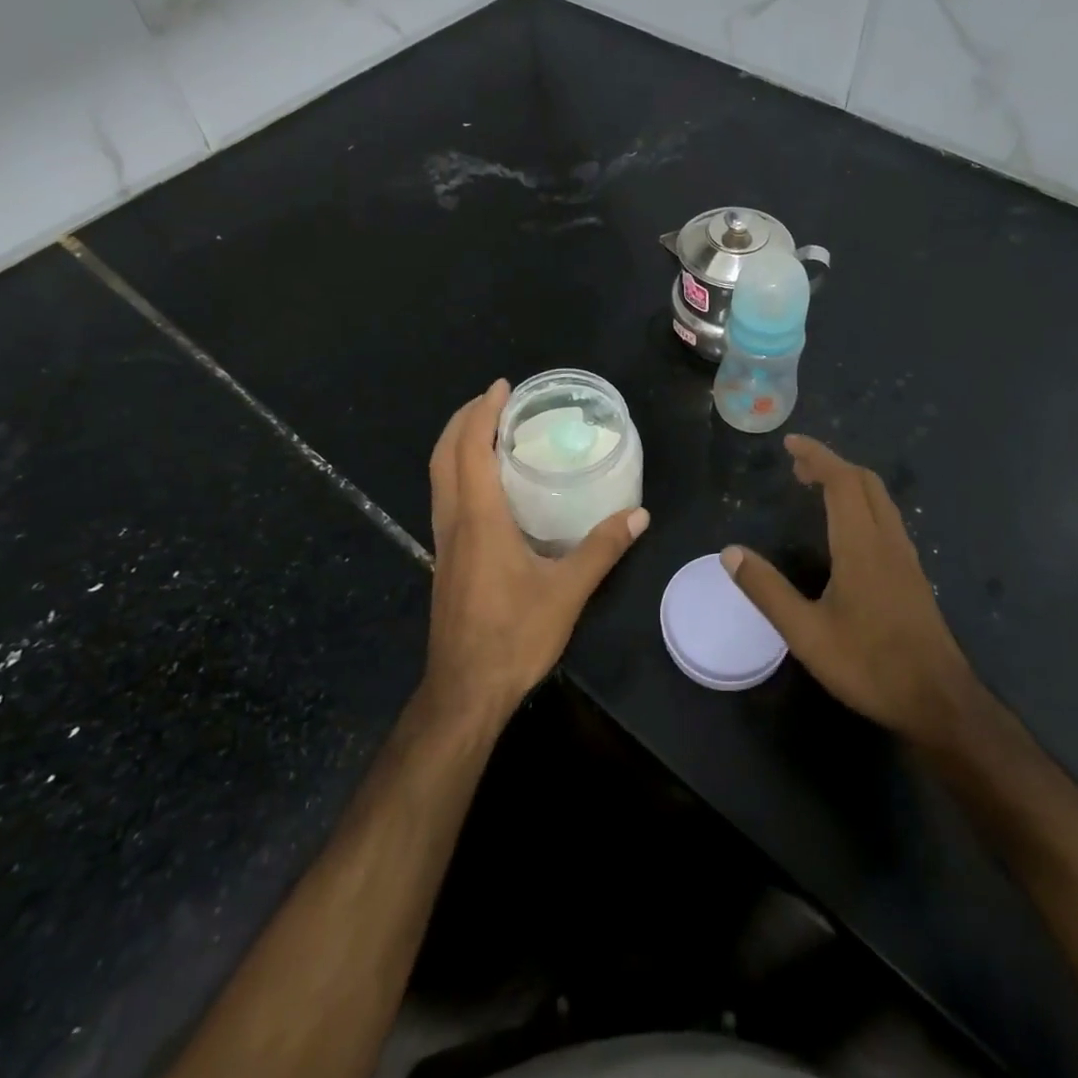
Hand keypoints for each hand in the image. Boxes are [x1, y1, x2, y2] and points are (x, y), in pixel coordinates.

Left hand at [423, 379, 649, 730]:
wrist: (465, 690)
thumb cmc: (514, 636)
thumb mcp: (567, 592)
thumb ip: (602, 549)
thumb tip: (638, 515)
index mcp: (480, 519)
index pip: (472, 449)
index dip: (483, 412)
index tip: (502, 386)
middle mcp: (454, 522)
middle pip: (444, 456)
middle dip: (463, 419)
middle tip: (493, 399)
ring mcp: (443, 542)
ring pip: (439, 477)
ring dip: (456, 444)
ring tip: (487, 429)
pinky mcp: (444, 560)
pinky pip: (445, 498)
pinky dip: (458, 472)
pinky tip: (484, 484)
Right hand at [723, 435, 975, 751]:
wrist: (940, 702)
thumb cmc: (869, 665)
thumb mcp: (806, 634)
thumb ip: (767, 590)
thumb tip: (729, 552)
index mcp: (861, 546)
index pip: (842, 481)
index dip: (817, 456)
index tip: (790, 444)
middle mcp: (888, 541)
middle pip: (865, 482)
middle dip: (831, 464)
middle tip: (797, 467)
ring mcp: (906, 558)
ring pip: (880, 500)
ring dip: (849, 483)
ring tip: (817, 489)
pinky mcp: (914, 575)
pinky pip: (887, 519)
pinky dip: (862, 503)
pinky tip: (847, 529)